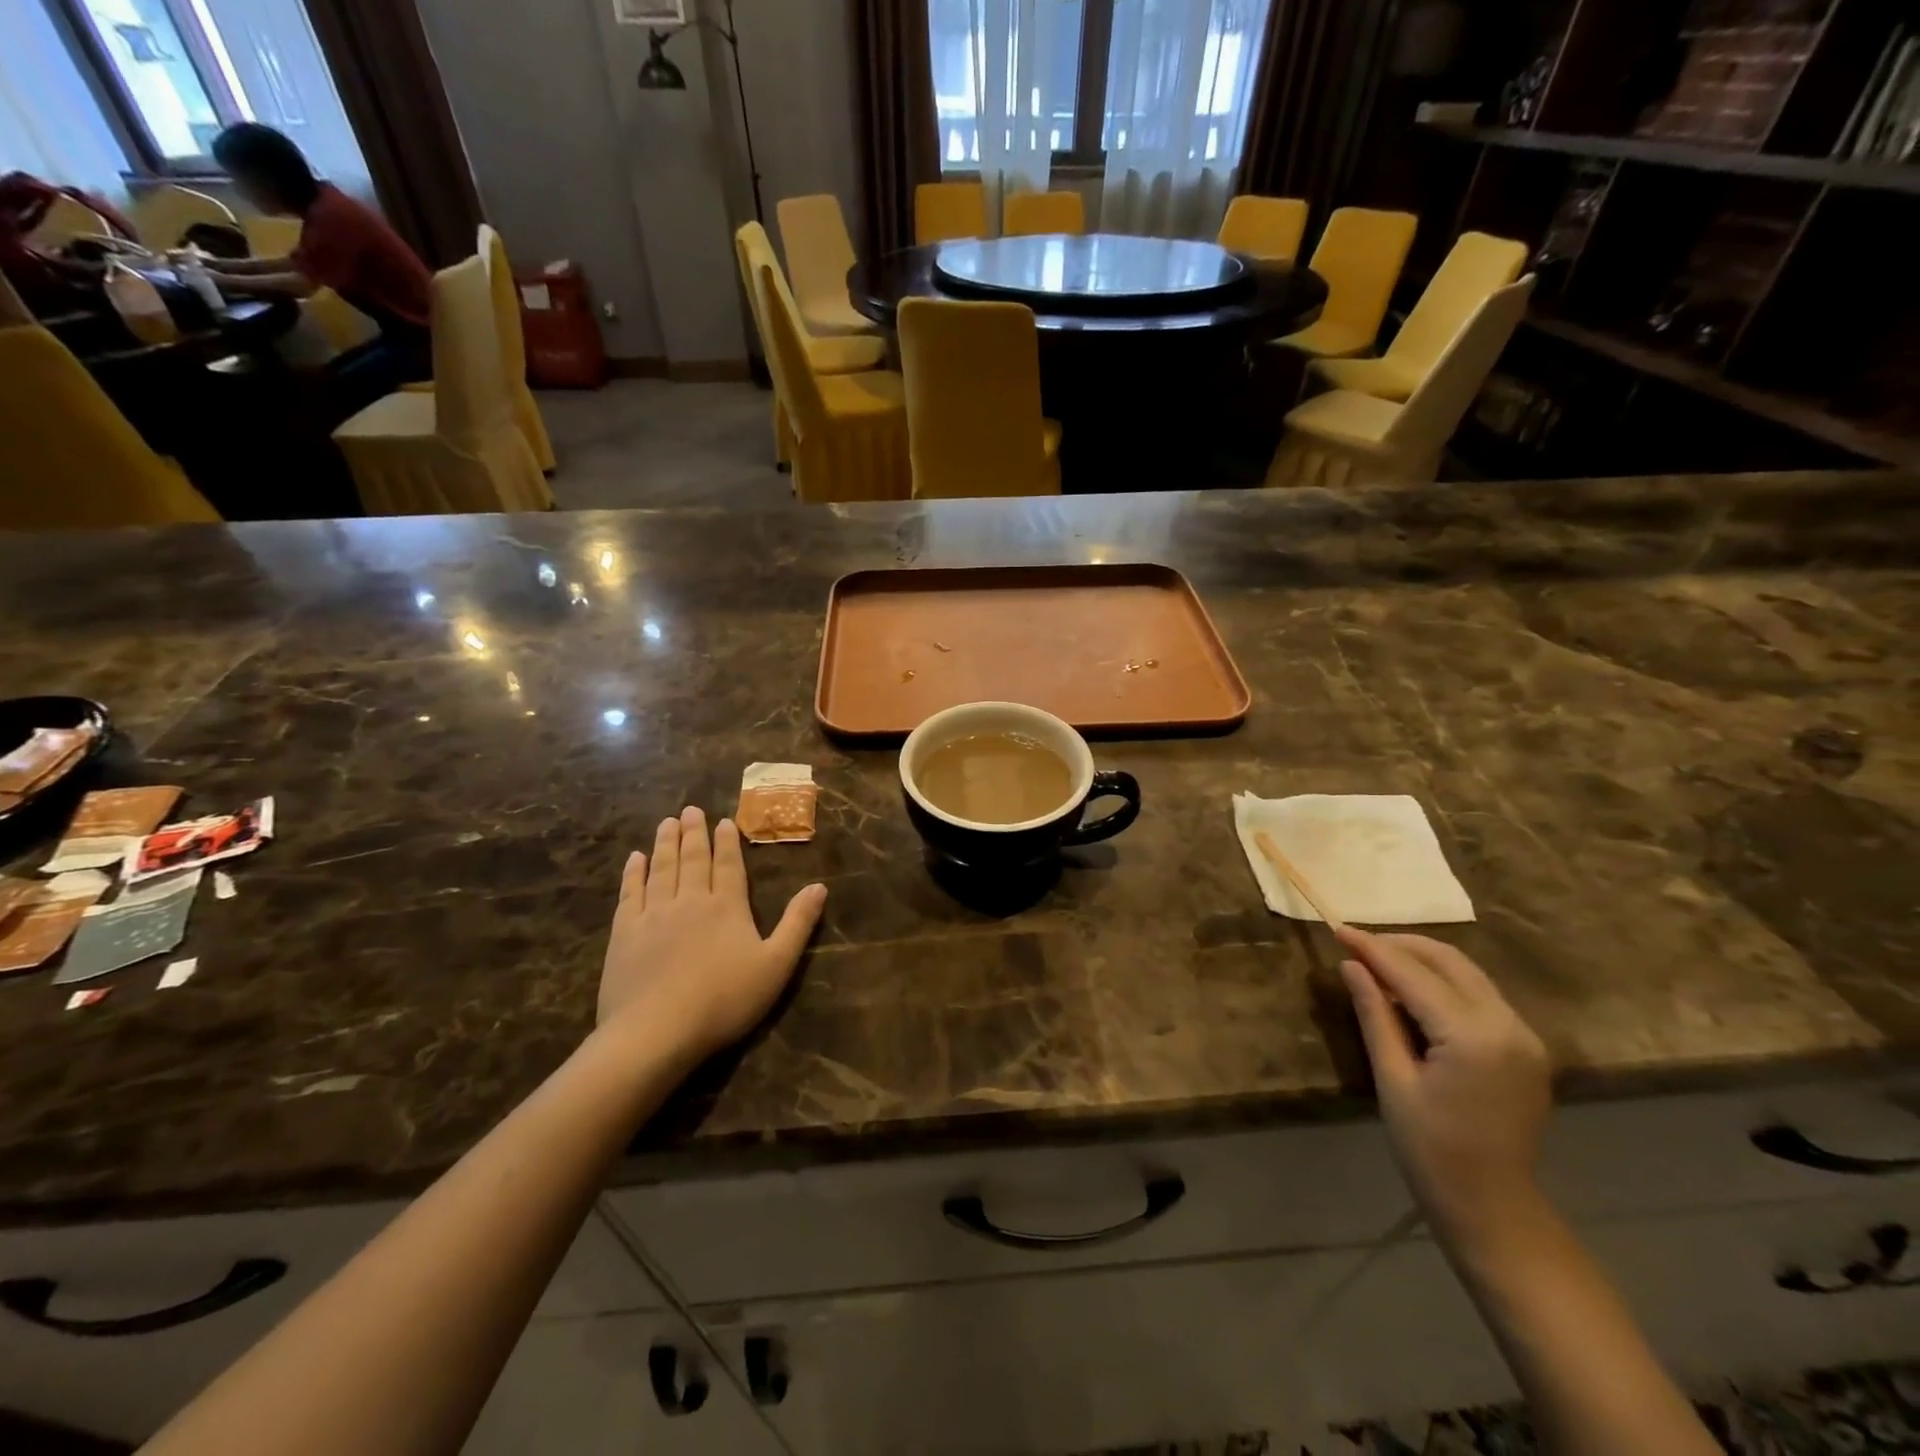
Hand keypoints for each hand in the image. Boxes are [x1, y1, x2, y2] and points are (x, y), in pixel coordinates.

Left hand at [599, 807, 826, 1059]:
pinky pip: (630, 892)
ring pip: (662, 868)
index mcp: (728, 906)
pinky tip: (635, 859)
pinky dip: (634, 872)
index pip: (729, 865)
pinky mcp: (624, 933)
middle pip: (693, 859)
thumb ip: (798, 923)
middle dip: (694, 833)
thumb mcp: (776, 965)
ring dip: (665, 843)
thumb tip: (820, 886)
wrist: (656, 1032)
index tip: (723, 821)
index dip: (727, 842)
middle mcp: (691, 900)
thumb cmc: (724, 1001)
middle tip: (690, 809)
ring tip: (667, 822)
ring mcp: (654, 914)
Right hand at [1338, 928, 1550, 1243]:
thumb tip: (1352, 966)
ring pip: (1467, 973)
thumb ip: (1375, 1015)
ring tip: (1378, 961)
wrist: (1493, 1207)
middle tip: (1356, 943)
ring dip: (1422, 959)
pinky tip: (1412, 991)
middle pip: (1449, 961)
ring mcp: (1524, 1035)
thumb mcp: (1393, 1079)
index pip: (1414, 975)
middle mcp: (1508, 1025)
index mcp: (1473, 1036)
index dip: (1373, 949)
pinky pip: (1480, 995)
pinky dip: (1444, 981)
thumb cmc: (1430, 1148)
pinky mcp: (1526, 1046)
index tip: (1338, 929)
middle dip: (1400, 945)